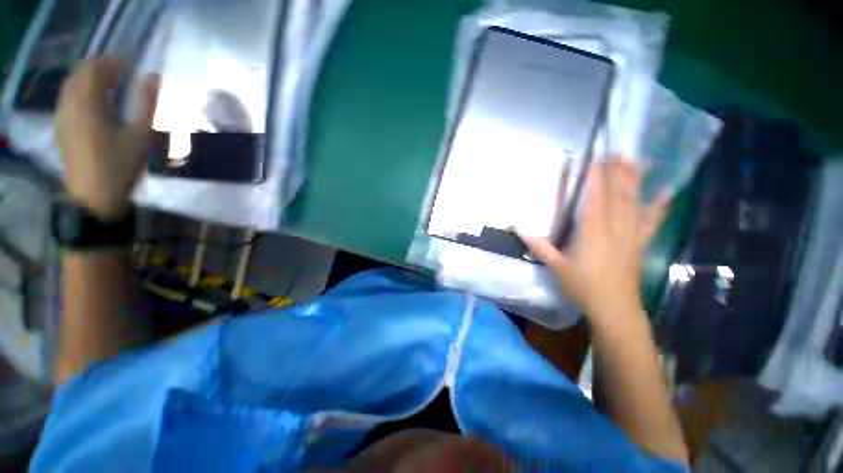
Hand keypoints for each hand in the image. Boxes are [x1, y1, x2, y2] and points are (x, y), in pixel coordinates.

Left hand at [56, 57, 159, 219]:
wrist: (95, 198)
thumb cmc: (121, 166)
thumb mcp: (140, 135)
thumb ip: (146, 104)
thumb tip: (153, 77)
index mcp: (88, 103)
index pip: (95, 67)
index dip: (114, 62)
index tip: (133, 69)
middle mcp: (69, 104)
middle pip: (80, 73)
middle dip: (101, 70)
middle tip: (124, 78)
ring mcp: (62, 117)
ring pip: (72, 85)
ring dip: (91, 81)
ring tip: (112, 91)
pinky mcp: (61, 129)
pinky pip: (68, 100)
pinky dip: (82, 94)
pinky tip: (97, 107)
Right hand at [517, 159, 667, 320]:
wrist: (614, 308)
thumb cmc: (582, 286)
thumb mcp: (555, 265)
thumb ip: (538, 245)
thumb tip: (516, 228)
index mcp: (593, 231)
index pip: (596, 197)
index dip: (596, 176)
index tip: (594, 158)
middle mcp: (615, 227)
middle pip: (618, 194)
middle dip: (616, 171)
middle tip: (616, 151)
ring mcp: (631, 234)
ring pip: (635, 202)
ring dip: (634, 180)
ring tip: (634, 161)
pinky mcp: (640, 243)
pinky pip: (652, 221)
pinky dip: (659, 206)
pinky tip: (665, 193)